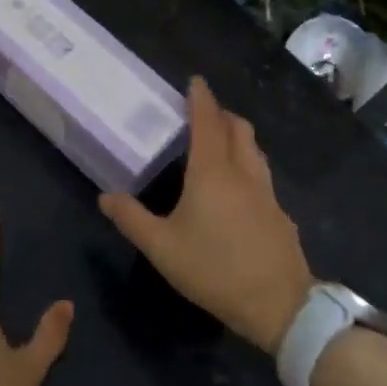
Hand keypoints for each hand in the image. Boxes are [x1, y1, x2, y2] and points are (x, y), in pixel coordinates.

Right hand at [98, 78, 311, 354]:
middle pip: (238, 129)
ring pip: (254, 151)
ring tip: (220, 144)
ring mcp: (267, 193)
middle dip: (221, 114)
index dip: (201, 99)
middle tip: (203, 114)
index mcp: (212, 172)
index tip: (195, 81)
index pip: (207, 122)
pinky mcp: (280, 214)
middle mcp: (243, 173)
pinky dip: (248, 166)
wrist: (279, 304)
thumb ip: (132, 219)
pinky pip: (263, 176)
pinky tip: (238, 190)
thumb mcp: (162, 247)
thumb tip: (106, 196)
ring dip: (238, 137)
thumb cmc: (214, 269)